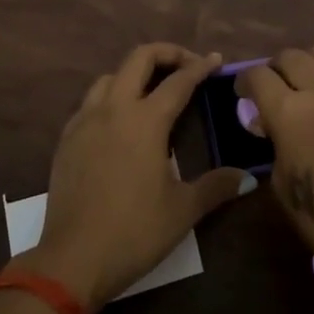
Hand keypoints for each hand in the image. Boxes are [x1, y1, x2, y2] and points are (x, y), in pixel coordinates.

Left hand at [23, 43, 250, 311]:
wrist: (72, 260)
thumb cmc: (134, 232)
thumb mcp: (182, 210)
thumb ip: (216, 187)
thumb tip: (247, 179)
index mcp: (145, 120)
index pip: (178, 81)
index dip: (200, 67)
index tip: (215, 59)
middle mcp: (114, 109)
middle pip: (139, 58)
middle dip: (166, 53)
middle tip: (186, 65)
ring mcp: (85, 121)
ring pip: (111, 76)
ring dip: (135, 73)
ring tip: (152, 91)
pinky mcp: (67, 138)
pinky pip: (90, 102)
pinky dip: (110, 97)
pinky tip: (119, 122)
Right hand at [237, 46, 313, 285]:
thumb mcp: (282, 183)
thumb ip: (273, 142)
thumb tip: (268, 123)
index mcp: (290, 113)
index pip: (258, 76)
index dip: (245, 82)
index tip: (242, 94)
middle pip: (288, 56)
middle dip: (273, 70)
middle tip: (270, 91)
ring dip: (302, 64)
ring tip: (300, 86)